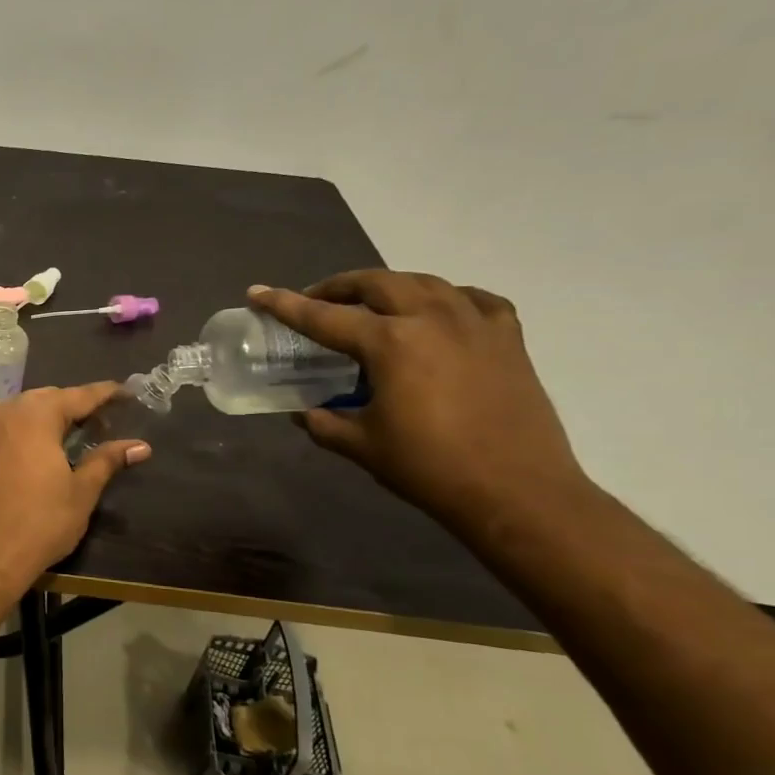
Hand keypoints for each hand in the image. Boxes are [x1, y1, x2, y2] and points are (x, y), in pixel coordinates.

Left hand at [0, 383, 151, 588]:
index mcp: (35, 414)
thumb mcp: (81, 492)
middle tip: (100, 423)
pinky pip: (0, 430)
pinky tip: (32, 453)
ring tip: (68, 437)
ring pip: (19, 412)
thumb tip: (140, 446)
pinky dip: (20, 433)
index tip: (126, 392)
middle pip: (46, 399)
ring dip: (45, 419)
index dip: (105, 394)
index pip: (78, 395)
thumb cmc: (38, 523)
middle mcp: (4, 411)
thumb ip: (107, 461)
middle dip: (73, 406)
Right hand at [249, 272, 586, 526]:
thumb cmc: (430, 468)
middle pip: (376, 283)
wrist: (517, 491)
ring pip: (424, 282)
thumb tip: (305, 411)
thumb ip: (324, 422)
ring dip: (388, 286)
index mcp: (390, 343)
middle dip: (339, 286)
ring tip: (371, 302)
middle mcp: (431, 319)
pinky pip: (473, 299)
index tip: (257, 293)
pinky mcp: (508, 338)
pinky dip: (447, 298)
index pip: (323, 317)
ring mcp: (475, 324)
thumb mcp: (362, 445)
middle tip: (317, 300)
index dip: (285, 305)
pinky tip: (439, 311)